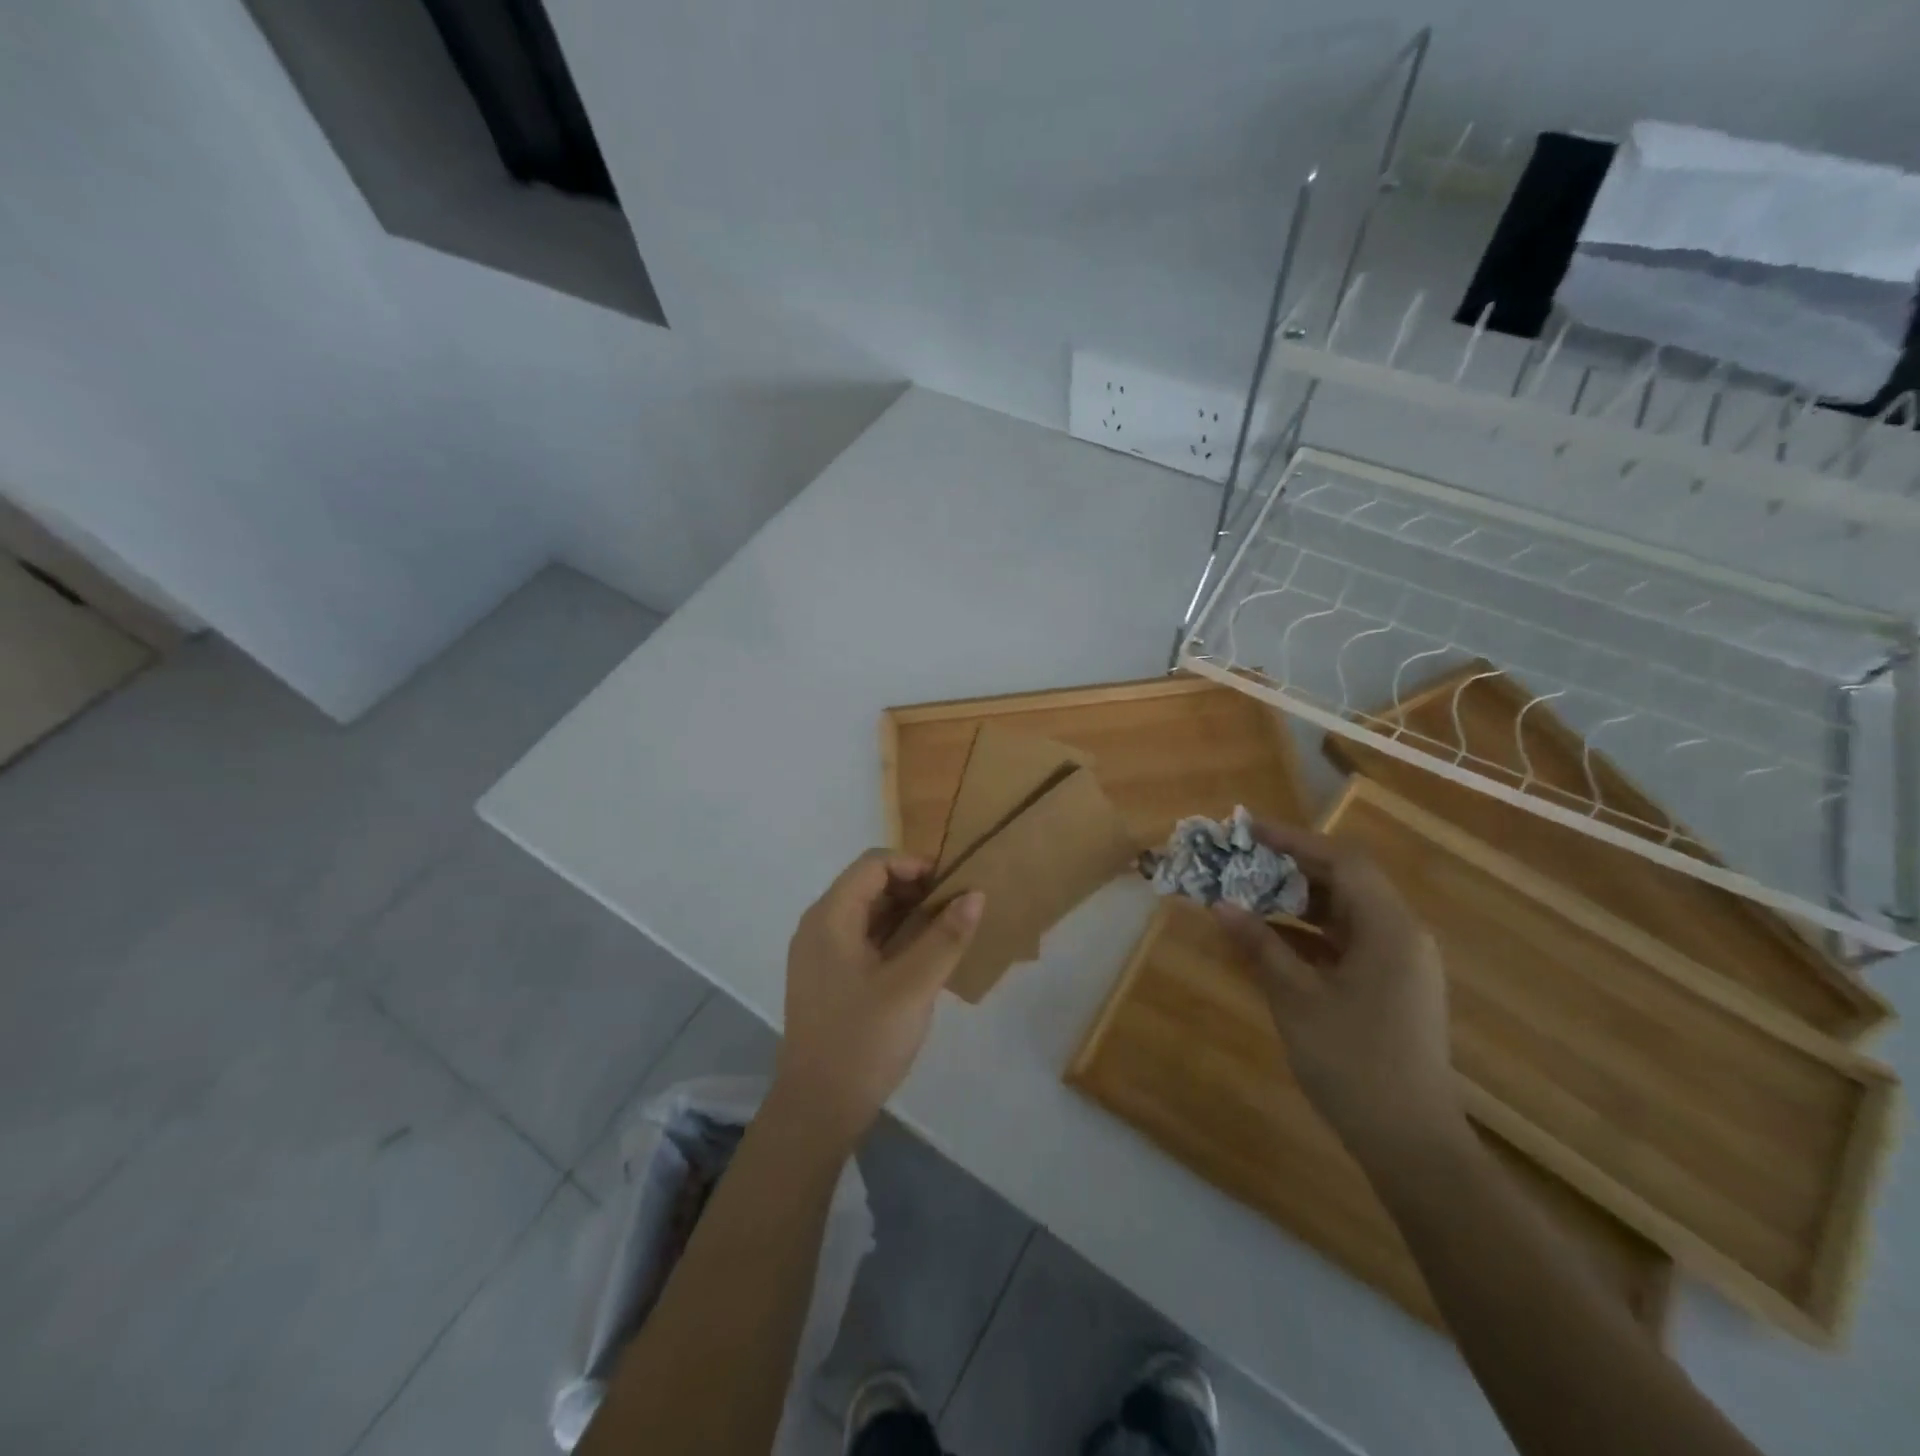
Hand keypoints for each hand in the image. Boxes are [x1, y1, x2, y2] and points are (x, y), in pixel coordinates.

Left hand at [774, 849, 984, 1148]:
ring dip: (908, 914)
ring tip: (948, 930)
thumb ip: (945, 937)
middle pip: (870, 885)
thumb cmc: (863, 1040)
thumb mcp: (913, 987)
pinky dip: (896, 937)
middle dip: (915, 888)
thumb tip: (975, 894)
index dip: (915, 864)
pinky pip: (864, 939)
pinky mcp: (829, 977)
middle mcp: (820, 926)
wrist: (817, 1109)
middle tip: (957, 908)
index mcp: (830, 917)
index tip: (953, 885)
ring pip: (869, 913)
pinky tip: (925, 956)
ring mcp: (821, 953)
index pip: (874, 864)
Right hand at [1213, 820, 1460, 1157]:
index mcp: (1389, 929)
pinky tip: (1271, 941)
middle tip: (1242, 862)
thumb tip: (1220, 905)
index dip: (1294, 840)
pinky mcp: (1392, 988)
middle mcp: (1402, 937)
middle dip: (1292, 868)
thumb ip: (1260, 945)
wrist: (1411, 1143)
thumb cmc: (1353, 1061)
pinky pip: (1347, 943)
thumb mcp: (1297, 998)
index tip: (1248, 831)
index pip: (1342, 862)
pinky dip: (1309, 935)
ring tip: (1248, 895)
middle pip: (1346, 882)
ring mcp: (1400, 964)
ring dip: (1298, 902)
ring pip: (1345, 913)